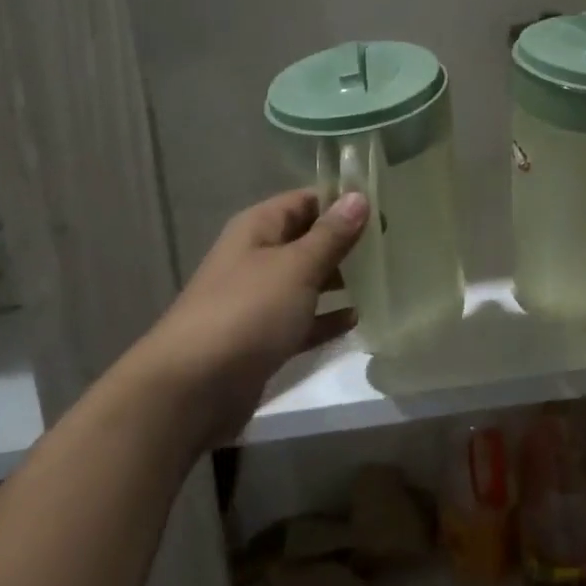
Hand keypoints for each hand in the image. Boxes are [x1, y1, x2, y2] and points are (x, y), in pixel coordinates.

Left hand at [127, 188, 368, 446]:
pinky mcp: (263, 339)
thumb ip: (331, 235)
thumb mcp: (296, 267)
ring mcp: (258, 300)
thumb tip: (359, 196)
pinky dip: (327, 318)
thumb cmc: (247, 312)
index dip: (342, 201)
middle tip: (394, 244)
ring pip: (307, 281)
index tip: (386, 207)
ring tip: (386, 278)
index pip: (305, 200)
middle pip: (308, 240)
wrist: (191, 389)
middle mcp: (257, 258)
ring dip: (340, 280)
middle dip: (346, 241)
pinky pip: (302, 320)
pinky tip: (358, 321)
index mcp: (258, 229)